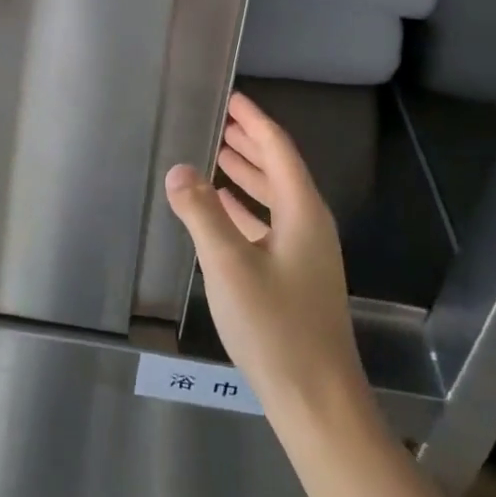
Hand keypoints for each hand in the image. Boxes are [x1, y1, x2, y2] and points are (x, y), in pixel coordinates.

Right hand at [164, 92, 367, 421]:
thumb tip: (178, 169)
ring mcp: (304, 252)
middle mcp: (309, 224)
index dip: (254, 121)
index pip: (278, 149)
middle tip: (217, 118)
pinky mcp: (295, 275)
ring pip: (274, 197)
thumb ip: (202, 213)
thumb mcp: (230, 265)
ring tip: (215, 153)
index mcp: (302, 212)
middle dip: (249, 142)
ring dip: (246, 173)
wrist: (317, 399)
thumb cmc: (276, 327)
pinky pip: (268, 223)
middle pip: (279, 169)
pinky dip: (245, 206)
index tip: (231, 97)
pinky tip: (221, 207)